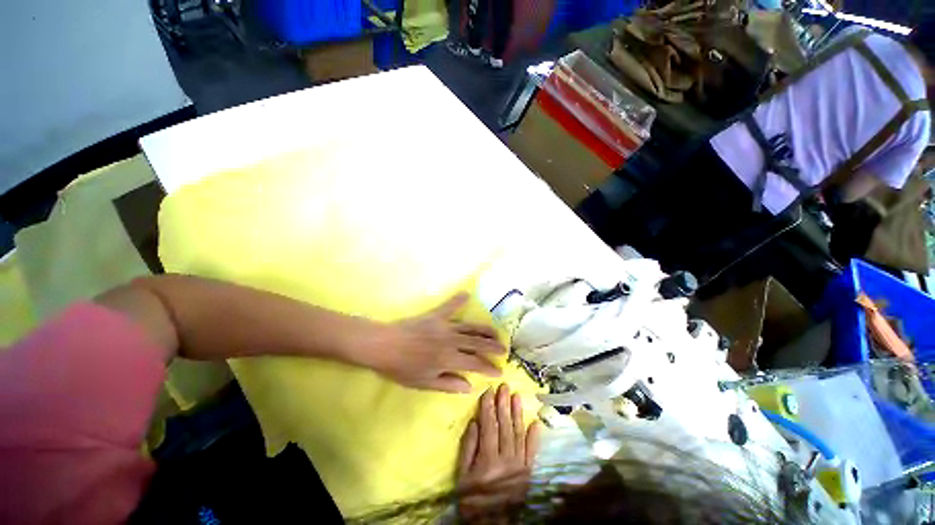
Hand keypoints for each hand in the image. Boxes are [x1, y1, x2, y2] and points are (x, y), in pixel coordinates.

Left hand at [361, 293, 505, 393]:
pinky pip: (449, 306)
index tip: (499, 371)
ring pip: (470, 327)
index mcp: (449, 358)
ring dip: (484, 330)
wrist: (384, 345)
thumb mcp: (425, 382)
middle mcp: (452, 340)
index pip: (475, 363)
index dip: (489, 368)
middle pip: (477, 343)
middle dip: (492, 347)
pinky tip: (467, 294)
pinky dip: (458, 300)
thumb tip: (469, 386)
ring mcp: (445, 325)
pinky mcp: (435, 315)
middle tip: (504, 349)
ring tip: (495, 332)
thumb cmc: (402, 367)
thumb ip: (449, 383)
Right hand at [457, 384, 541, 522]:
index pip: (489, 426)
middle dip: (504, 404)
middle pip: (505, 426)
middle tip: (504, 386)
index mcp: (488, 460)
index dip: (488, 407)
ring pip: (519, 434)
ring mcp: (520, 466)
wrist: (492, 524)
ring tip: (517, 396)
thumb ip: (468, 448)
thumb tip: (475, 422)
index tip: (488, 390)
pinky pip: (533, 452)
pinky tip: (536, 422)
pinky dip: (535, 437)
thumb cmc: (472, 499)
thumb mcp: (462, 476)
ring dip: (518, 414)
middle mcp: (506, 459)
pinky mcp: (529, 473)